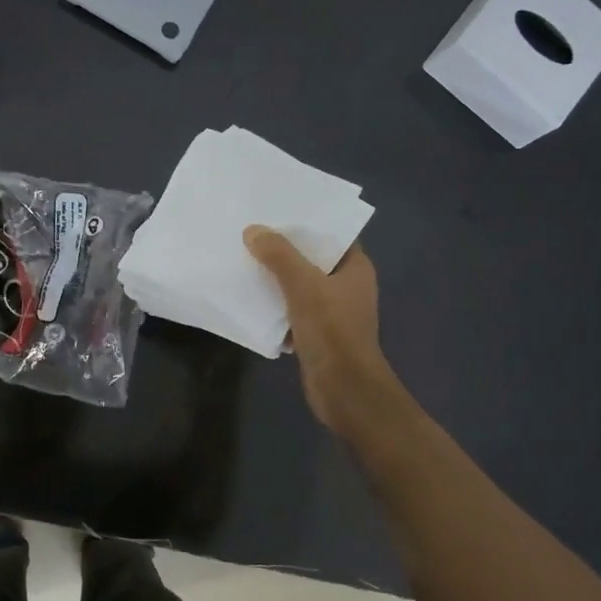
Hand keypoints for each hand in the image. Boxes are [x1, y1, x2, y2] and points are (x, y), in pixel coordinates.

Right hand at [244, 226, 400, 440]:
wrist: (343, 389)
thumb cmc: (332, 330)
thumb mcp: (303, 286)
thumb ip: (279, 256)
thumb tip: (253, 230)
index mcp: (355, 268)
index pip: (332, 235)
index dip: (307, 223)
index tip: (277, 212)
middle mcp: (347, 287)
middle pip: (312, 260)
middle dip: (284, 251)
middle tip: (252, 234)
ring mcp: (333, 313)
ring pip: (300, 287)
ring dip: (276, 279)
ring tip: (245, 261)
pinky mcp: (318, 335)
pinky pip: (293, 312)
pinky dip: (276, 307)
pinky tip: (250, 299)